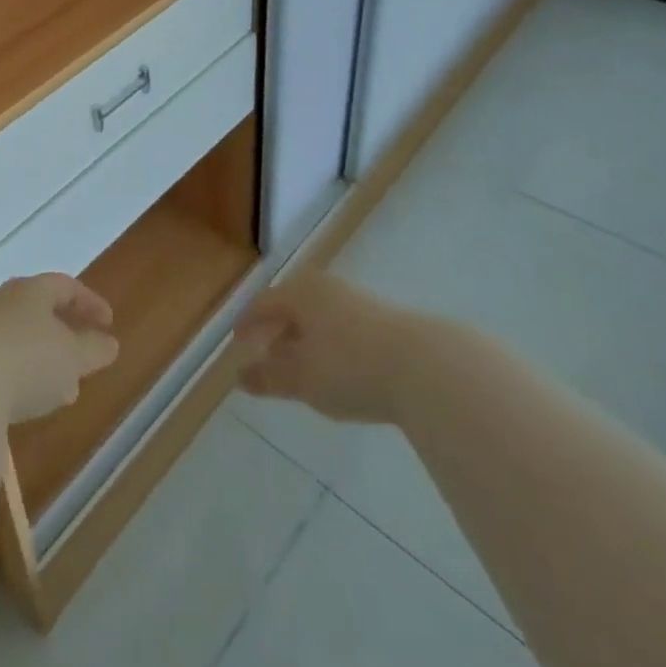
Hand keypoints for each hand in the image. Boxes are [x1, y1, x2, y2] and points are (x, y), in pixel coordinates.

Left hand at [0, 274, 119, 423]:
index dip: (90, 302)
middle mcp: (5, 302)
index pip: (66, 286)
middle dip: (67, 333)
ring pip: (23, 339)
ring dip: (47, 360)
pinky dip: (25, 377)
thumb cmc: (28, 360)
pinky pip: (5, 362)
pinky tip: (33, 404)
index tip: (109, 323)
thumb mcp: (72, 356)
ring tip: (66, 388)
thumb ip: (93, 349)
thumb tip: (110, 343)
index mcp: (32, 290)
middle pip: (41, 310)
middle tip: (87, 354)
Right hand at [234, 274, 431, 425]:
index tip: (238, 343)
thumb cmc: (350, 367)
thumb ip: (268, 377)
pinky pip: (342, 327)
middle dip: (276, 330)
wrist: (427, 367)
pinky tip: (337, 368)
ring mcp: (357, 300)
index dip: (247, 324)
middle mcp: (325, 288)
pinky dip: (329, 344)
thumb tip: (240, 376)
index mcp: (299, 293)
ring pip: (318, 317)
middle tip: (266, 354)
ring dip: (304, 339)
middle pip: (291, 306)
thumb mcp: (302, 379)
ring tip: (302, 366)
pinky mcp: (384, 320)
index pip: (262, 304)